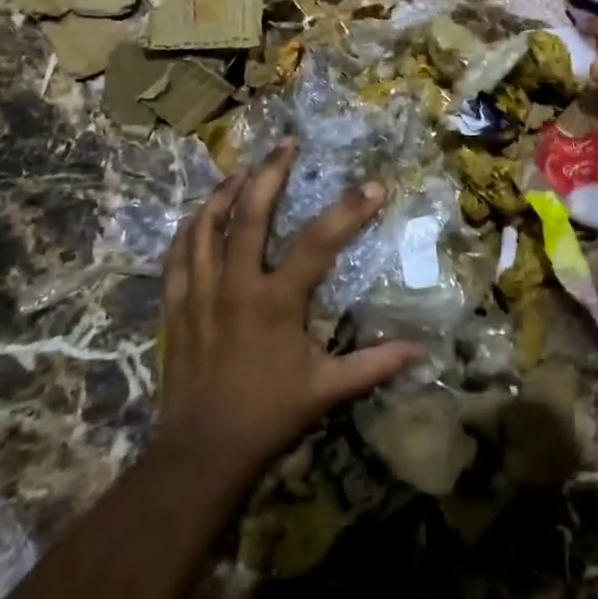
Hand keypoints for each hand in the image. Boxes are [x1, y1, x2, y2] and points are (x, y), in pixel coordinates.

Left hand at [153, 141, 421, 481]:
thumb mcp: (327, 390)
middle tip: (287, 144)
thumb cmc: (269, 417)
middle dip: (270, 173)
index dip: (349, 211)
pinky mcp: (175, 306)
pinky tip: (200, 215)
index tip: (374, 186)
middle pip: (250, 214)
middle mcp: (235, 286)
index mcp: (276, 302)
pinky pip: (176, 255)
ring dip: (225, 191)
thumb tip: (421, 350)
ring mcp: (199, 293)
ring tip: (243, 169)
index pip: (318, 243)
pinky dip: (189, 229)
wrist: (201, 453)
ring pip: (206, 226)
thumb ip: (374, 365)